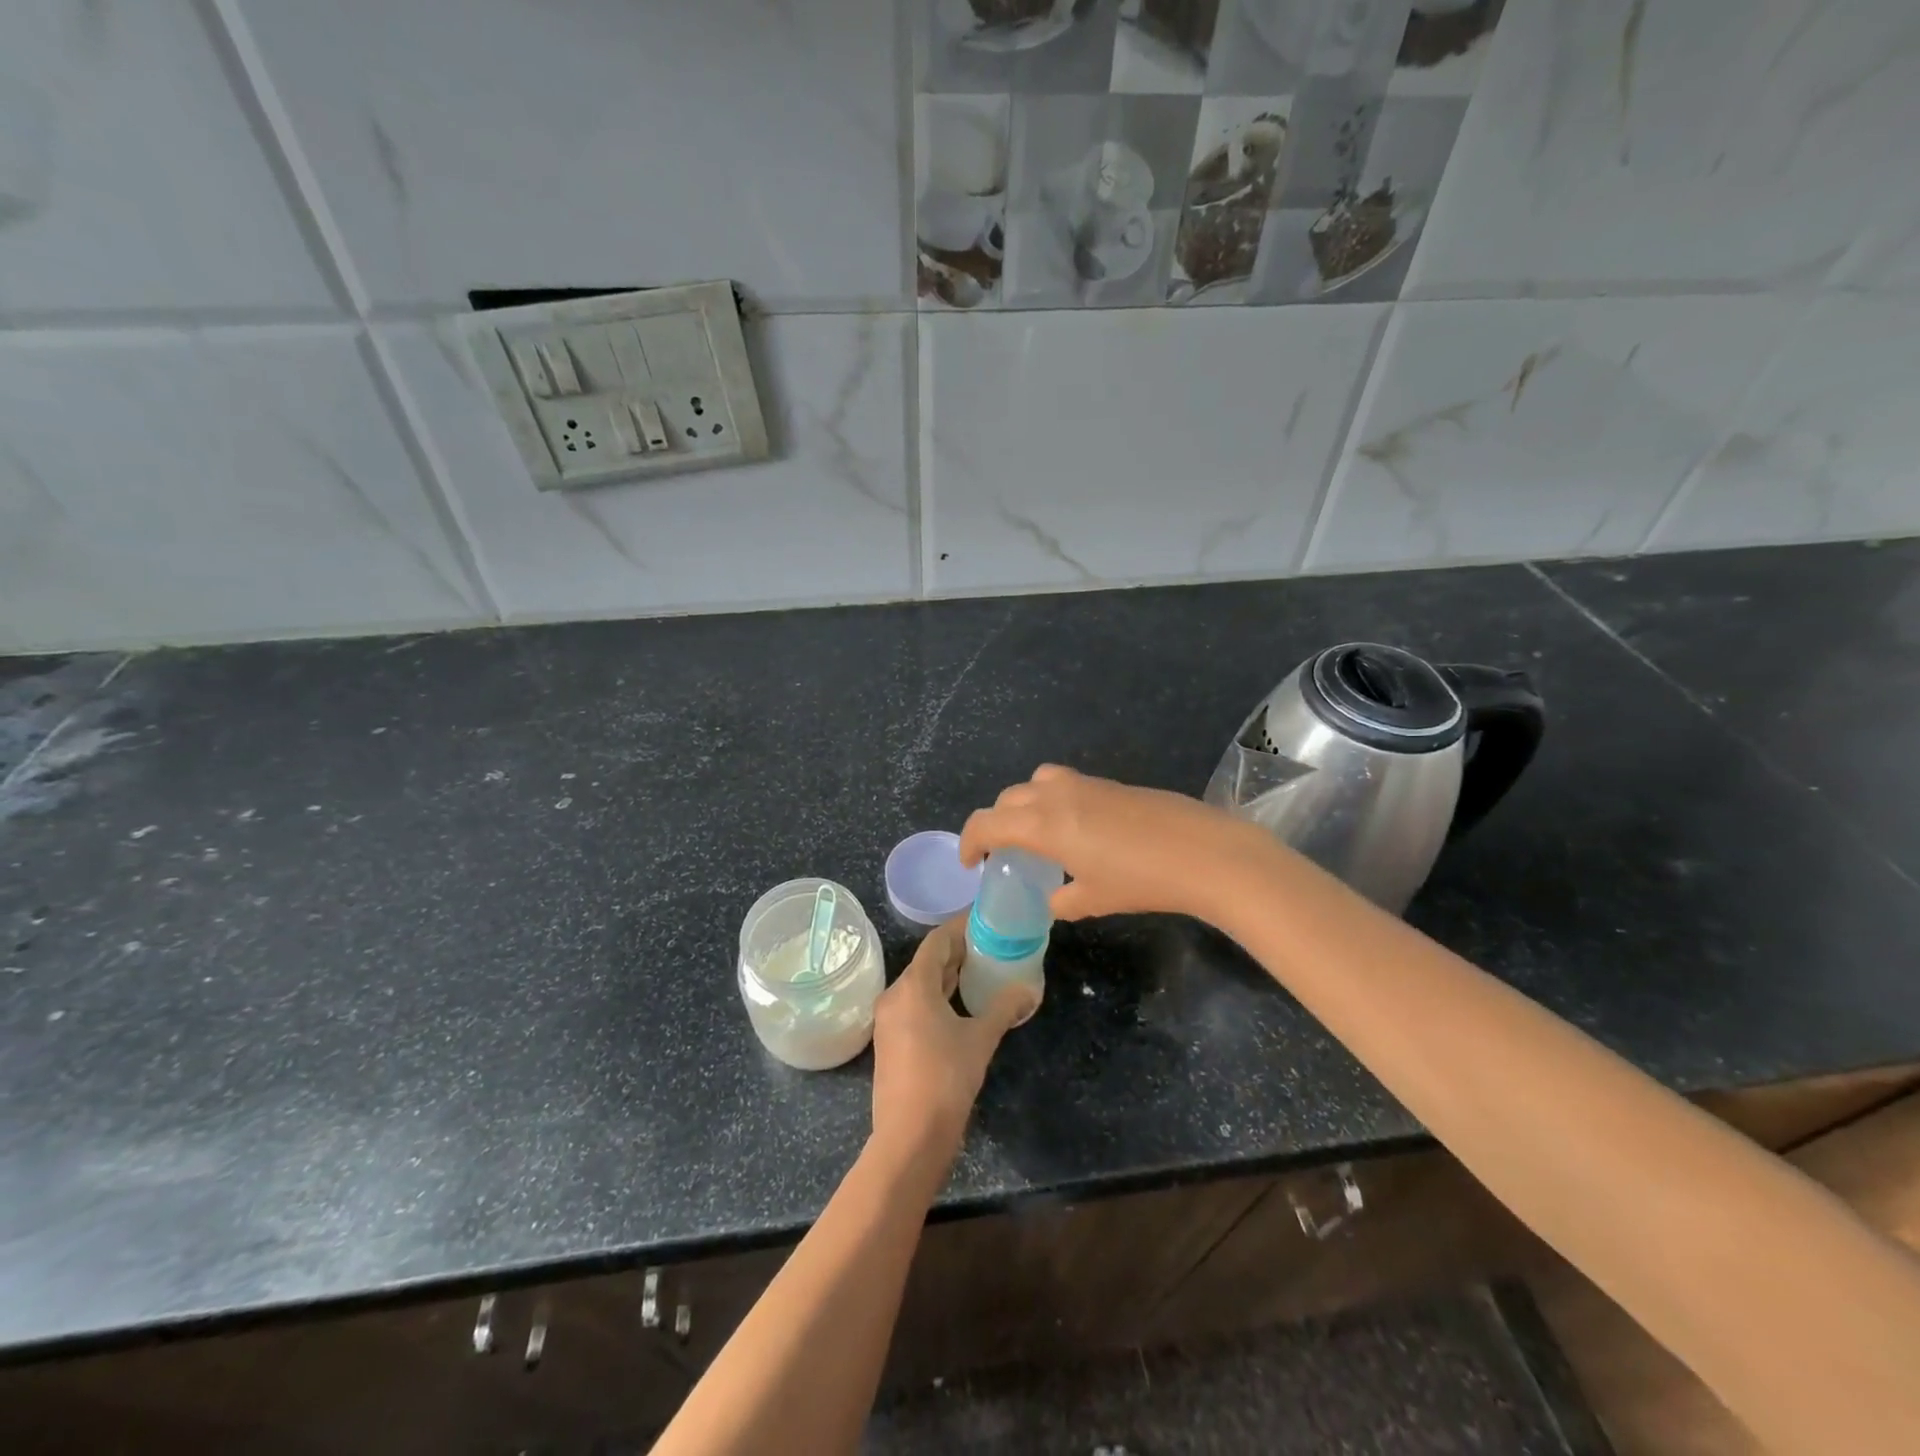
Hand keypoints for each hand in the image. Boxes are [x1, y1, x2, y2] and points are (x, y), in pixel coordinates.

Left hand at [870, 917, 1033, 1163]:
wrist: (909, 1137)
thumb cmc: (946, 1078)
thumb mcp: (981, 1039)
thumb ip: (1004, 1008)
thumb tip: (1029, 989)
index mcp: (913, 986)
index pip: (936, 941)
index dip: (960, 927)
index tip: (984, 920)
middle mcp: (895, 995)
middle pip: (927, 961)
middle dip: (957, 951)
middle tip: (989, 944)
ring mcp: (888, 1020)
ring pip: (920, 984)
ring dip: (947, 975)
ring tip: (980, 969)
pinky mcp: (890, 1041)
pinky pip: (915, 1004)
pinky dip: (937, 996)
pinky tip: (959, 1004)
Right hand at [959, 764, 1265, 922]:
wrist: (1203, 853)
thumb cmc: (1141, 880)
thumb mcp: (1094, 899)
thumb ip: (1063, 899)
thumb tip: (1055, 898)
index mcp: (1043, 823)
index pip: (987, 822)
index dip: (969, 842)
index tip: (972, 864)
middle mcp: (1057, 794)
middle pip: (1008, 798)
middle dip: (996, 822)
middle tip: (1002, 852)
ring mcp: (1087, 783)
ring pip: (1036, 781)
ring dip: (1024, 804)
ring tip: (1037, 833)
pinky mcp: (1112, 784)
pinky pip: (1066, 783)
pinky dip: (1054, 800)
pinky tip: (1078, 830)